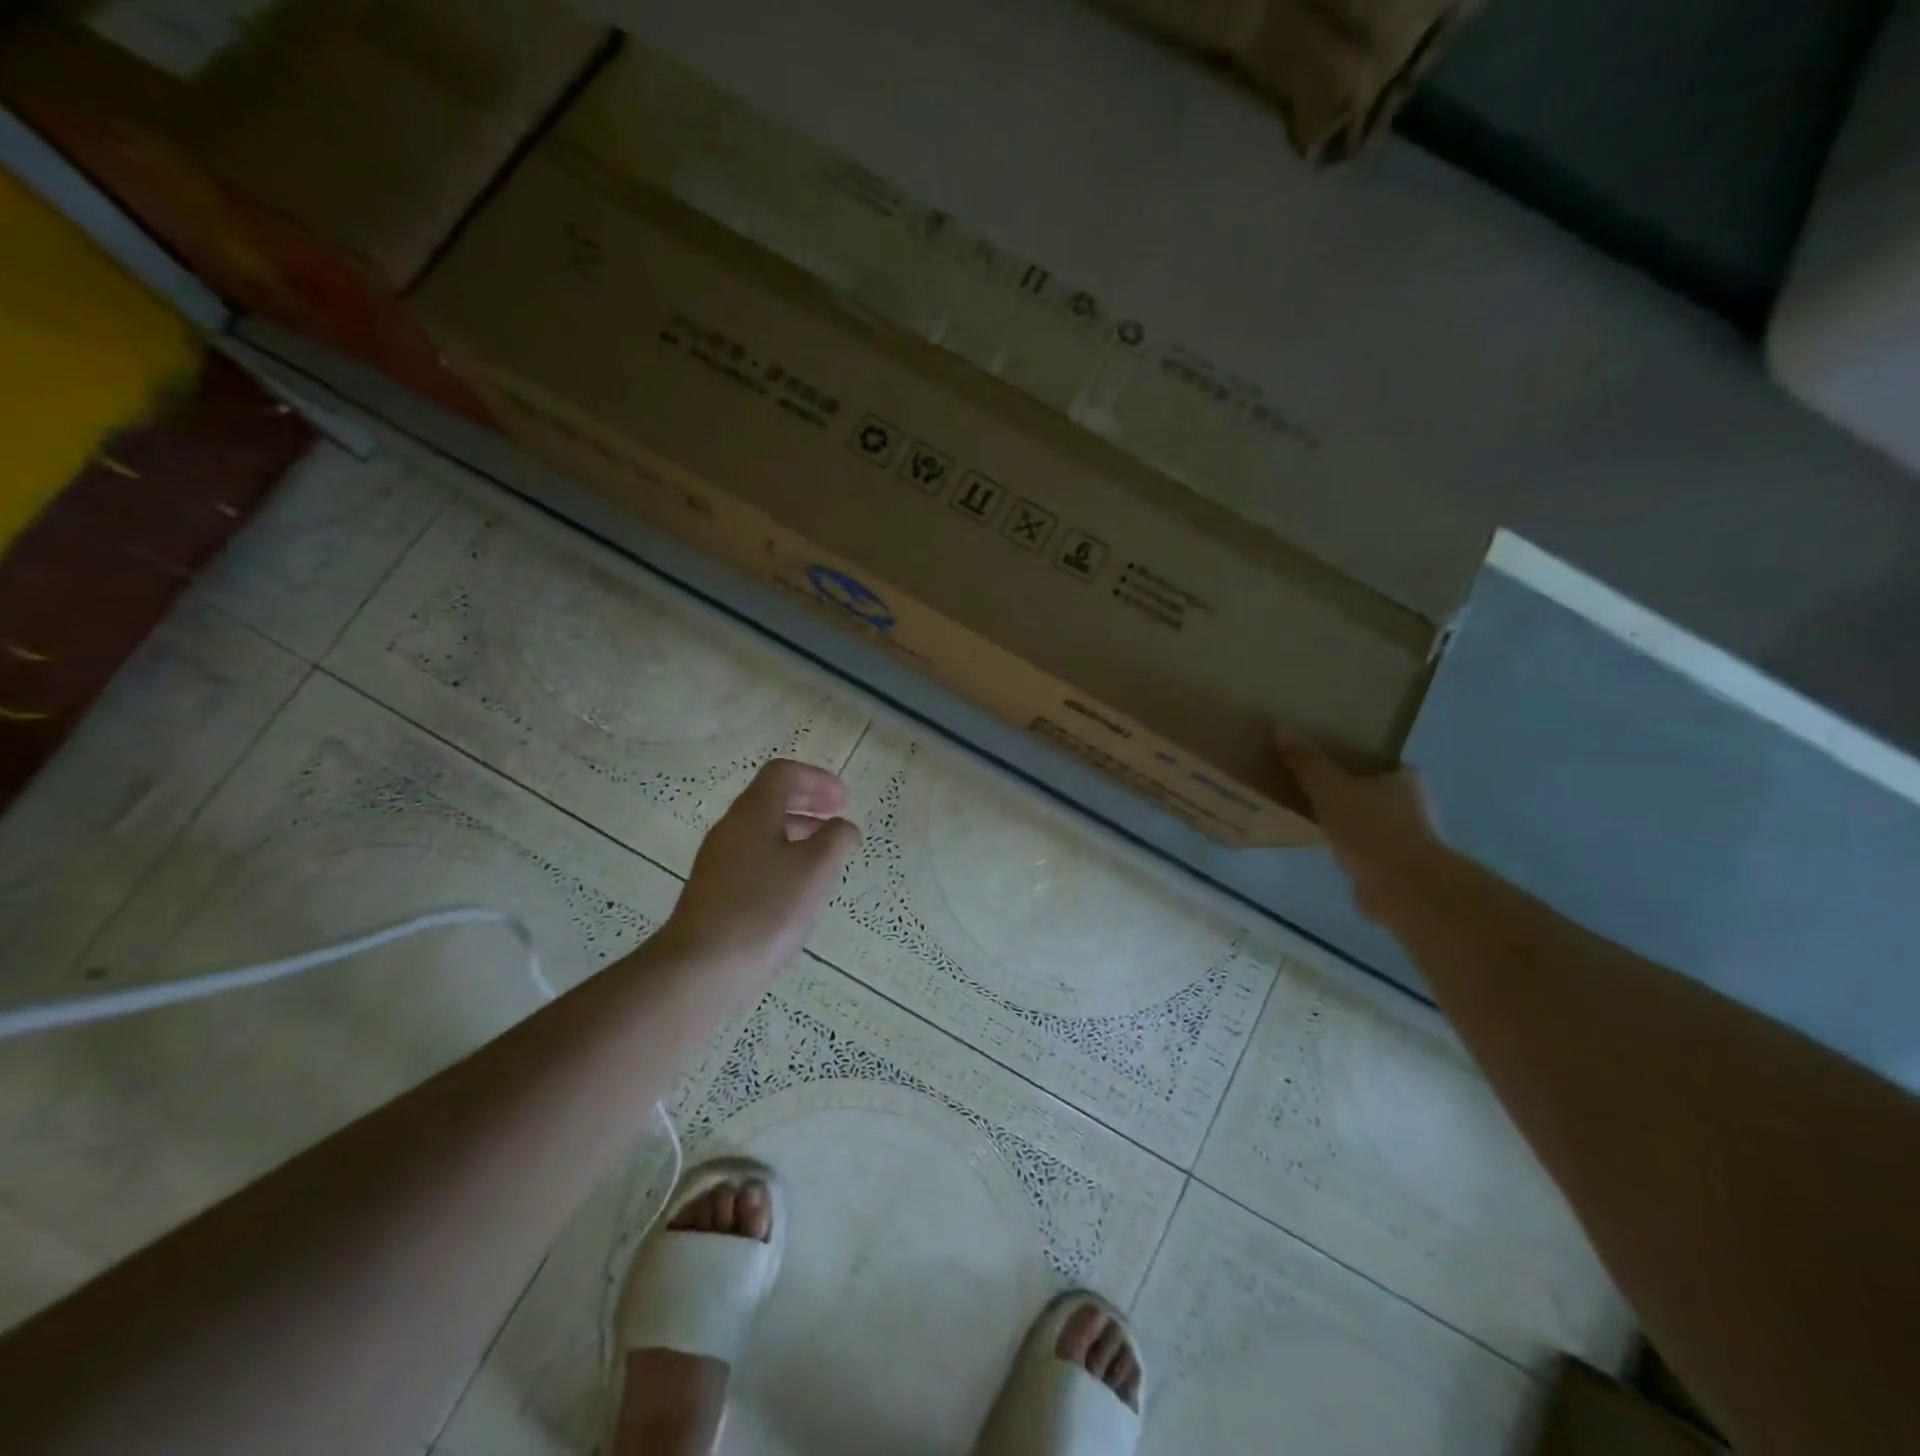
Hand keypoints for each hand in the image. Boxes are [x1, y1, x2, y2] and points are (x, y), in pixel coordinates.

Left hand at [660, 759, 861, 985]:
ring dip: (795, 831)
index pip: (783, 773)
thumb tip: (843, 828)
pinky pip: (751, 858)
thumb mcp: (816, 869)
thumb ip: (836, 839)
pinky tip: (795, 890)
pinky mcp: (713, 891)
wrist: (700, 967)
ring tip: (823, 855)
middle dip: (808, 802)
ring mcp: (717, 860)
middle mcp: (730, 828)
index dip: (818, 779)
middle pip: (770, 798)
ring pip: (761, 830)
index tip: (844, 801)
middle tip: (837, 818)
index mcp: (753, 812)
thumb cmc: (765, 909)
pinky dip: (780, 857)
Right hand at [1275, 734, 1445, 923]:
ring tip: (1301, 809)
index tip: (1310, 753)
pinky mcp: (1388, 863)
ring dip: (1336, 815)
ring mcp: (1400, 835)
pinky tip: (1317, 840)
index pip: (1367, 756)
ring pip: (1358, 816)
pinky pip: (1355, 843)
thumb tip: (1279, 727)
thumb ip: (1306, 761)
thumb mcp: (1330, 787)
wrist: (1404, 889)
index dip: (1338, 753)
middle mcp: (1407, 802)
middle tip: (1298, 779)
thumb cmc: (1372, 829)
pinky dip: (1339, 841)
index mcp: (1400, 776)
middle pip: (1361, 785)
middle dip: (1334, 785)